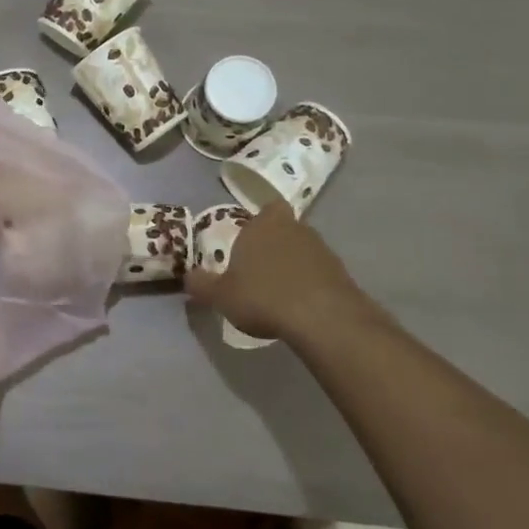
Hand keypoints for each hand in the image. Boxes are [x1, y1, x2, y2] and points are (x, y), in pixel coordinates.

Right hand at [184, 199, 388, 344]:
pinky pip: (318, 272)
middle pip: (283, 228)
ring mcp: (322, 249)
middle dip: (273, 244)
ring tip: (278, 291)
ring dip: (292, 264)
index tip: (249, 241)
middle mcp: (294, 228)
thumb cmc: (264, 297)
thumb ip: (201, 284)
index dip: (259, 222)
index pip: (265, 209)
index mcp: (262, 225)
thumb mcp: (221, 295)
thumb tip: (187, 277)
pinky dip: (309, 283)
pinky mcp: (341, 272)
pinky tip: (299, 305)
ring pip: (302, 249)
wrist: (324, 319)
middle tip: (259, 268)